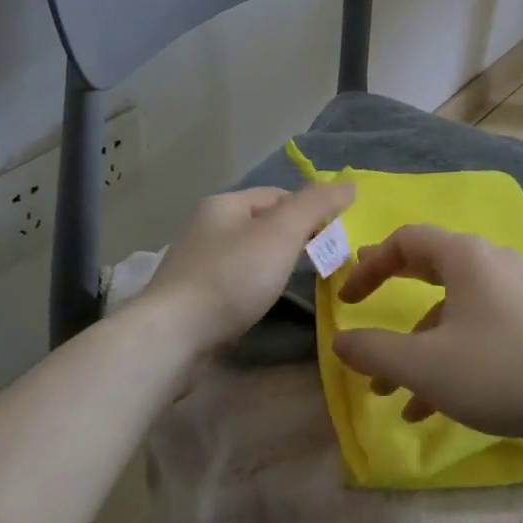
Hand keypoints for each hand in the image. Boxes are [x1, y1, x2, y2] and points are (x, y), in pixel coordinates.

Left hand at [142, 183, 353, 351]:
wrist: (173, 338)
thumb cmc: (232, 276)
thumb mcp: (282, 233)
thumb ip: (317, 205)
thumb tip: (349, 185)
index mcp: (225, 204)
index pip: (279, 194)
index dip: (309, 209)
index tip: (333, 235)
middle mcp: (206, 227)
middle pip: (263, 224)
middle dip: (294, 237)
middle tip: (322, 259)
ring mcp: (195, 264)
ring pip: (249, 255)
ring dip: (274, 264)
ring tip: (297, 282)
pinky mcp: (191, 298)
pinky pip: (234, 283)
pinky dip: (254, 288)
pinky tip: (262, 304)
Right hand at [330, 224, 522, 442]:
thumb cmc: (500, 368)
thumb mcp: (426, 365)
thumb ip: (376, 351)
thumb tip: (340, 340)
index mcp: (464, 256)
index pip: (405, 240)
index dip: (369, 266)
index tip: (346, 301)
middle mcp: (491, 262)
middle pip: (429, 269)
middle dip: (392, 299)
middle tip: (364, 319)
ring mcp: (516, 291)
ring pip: (453, 311)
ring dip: (419, 347)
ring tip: (393, 394)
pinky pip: (479, 329)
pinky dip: (451, 358)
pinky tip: (434, 407)